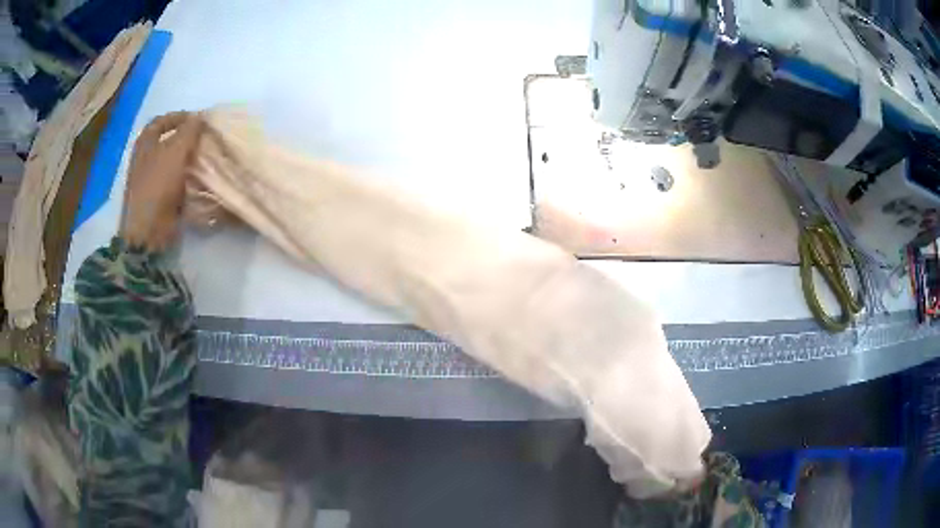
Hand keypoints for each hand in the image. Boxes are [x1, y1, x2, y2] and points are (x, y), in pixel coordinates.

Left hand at [120, 111, 202, 251]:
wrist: (149, 230)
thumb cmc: (158, 185)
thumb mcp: (176, 150)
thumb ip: (190, 130)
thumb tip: (200, 117)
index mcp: (145, 143)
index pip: (162, 120)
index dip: (180, 116)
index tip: (198, 119)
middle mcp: (146, 159)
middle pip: (169, 142)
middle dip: (188, 139)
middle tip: (206, 138)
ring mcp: (152, 180)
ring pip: (174, 162)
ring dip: (190, 160)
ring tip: (208, 158)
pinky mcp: (160, 198)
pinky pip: (177, 182)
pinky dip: (188, 179)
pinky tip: (202, 179)